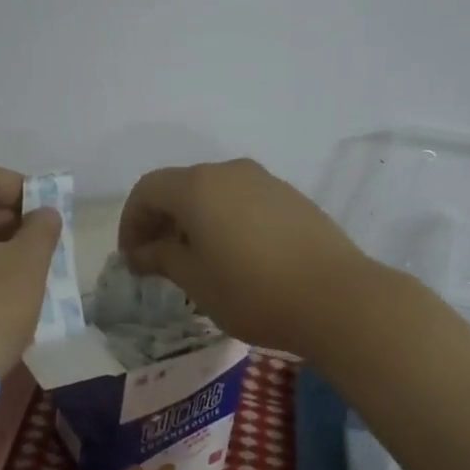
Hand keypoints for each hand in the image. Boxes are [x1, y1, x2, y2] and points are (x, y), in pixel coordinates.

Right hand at [118, 158, 375, 355]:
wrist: (338, 298)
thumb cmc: (253, 290)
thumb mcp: (195, 280)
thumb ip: (161, 257)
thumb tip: (143, 251)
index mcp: (198, 186)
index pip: (148, 190)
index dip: (131, 222)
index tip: (132, 258)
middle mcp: (229, 172)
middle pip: (180, 187)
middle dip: (160, 221)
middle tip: (156, 261)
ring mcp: (264, 181)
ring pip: (214, 193)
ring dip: (193, 221)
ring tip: (195, 261)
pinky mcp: (291, 198)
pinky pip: (242, 201)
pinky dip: (224, 220)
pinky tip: (234, 256)